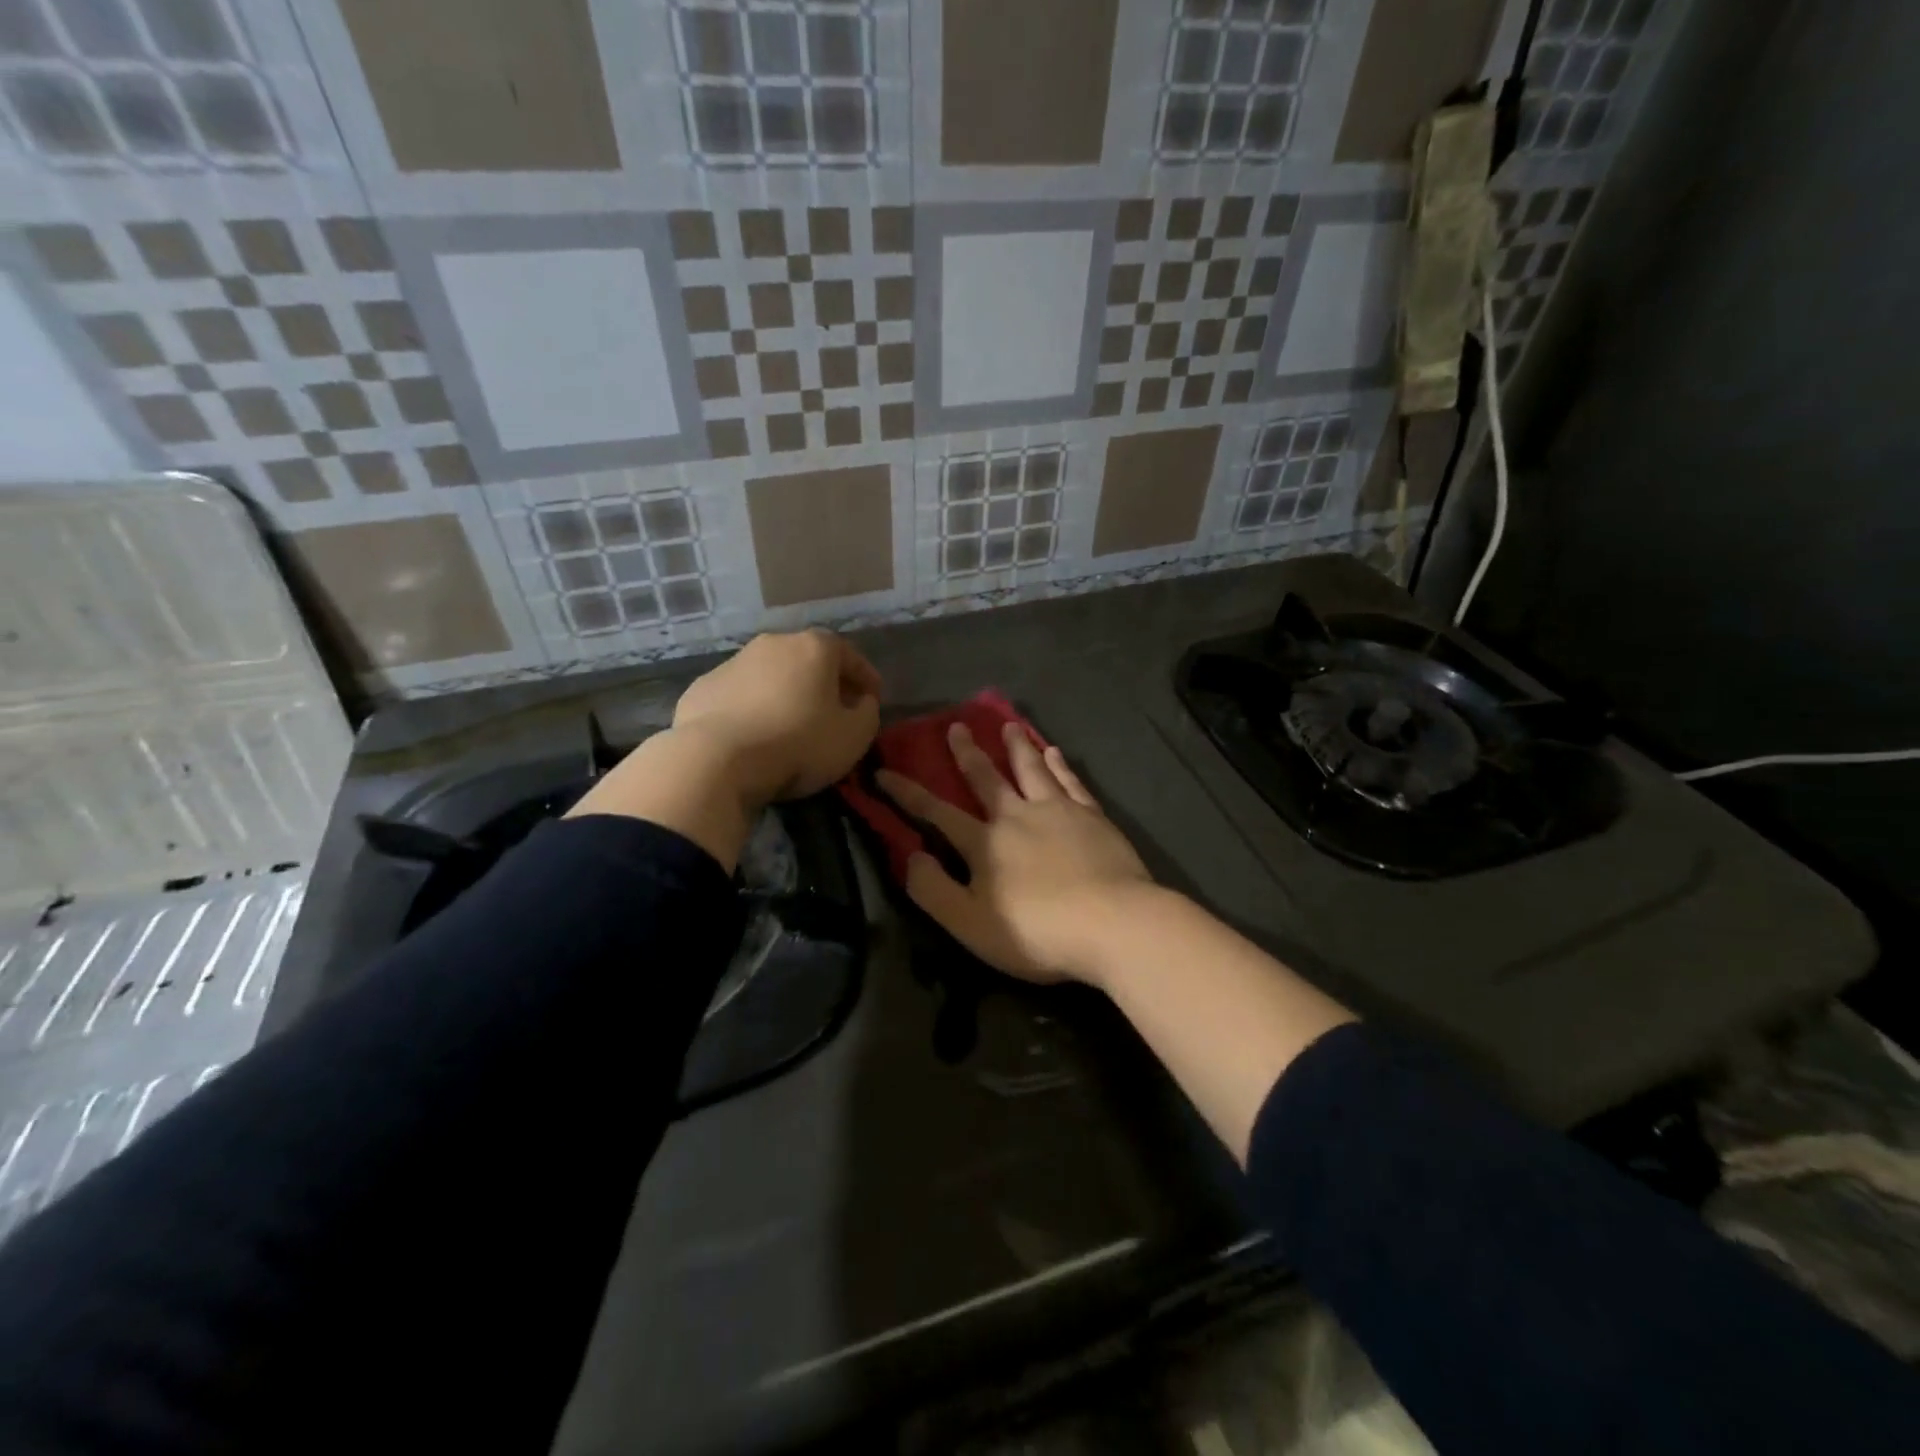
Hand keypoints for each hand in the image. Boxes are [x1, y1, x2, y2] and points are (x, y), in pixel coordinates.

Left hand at [672, 629, 881, 806]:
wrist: (715, 760)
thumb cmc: (798, 743)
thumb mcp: (854, 736)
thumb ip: (867, 712)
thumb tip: (861, 701)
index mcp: (814, 648)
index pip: (850, 655)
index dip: (865, 677)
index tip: (872, 699)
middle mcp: (773, 644)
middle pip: (807, 660)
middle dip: (824, 682)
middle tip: (833, 710)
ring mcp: (732, 663)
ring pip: (771, 675)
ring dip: (785, 694)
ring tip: (791, 724)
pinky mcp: (702, 688)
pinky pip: (740, 696)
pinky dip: (752, 708)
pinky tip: (754, 734)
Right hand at [877, 722, 1154, 985]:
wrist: (1113, 923)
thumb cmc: (1038, 931)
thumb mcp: (970, 924)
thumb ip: (934, 890)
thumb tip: (909, 856)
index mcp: (985, 843)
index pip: (936, 812)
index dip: (907, 793)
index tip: (883, 771)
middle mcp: (1017, 816)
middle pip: (987, 779)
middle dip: (968, 753)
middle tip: (956, 726)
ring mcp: (1058, 812)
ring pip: (1031, 770)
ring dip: (1016, 747)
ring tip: (1008, 725)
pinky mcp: (1092, 817)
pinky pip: (1070, 782)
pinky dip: (1059, 765)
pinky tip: (1054, 752)